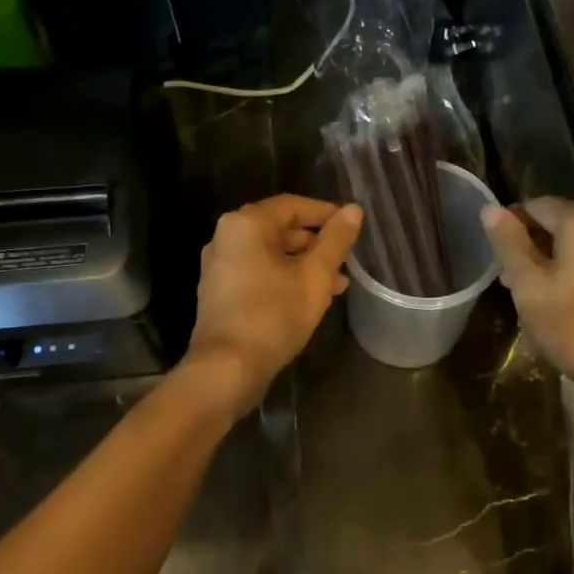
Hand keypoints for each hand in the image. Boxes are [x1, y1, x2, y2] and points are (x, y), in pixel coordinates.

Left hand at [183, 195, 362, 415]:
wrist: (227, 368)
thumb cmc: (274, 315)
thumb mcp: (315, 276)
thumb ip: (336, 241)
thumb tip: (354, 210)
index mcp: (247, 223)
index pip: (294, 205)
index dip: (326, 214)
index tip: (352, 227)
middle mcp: (226, 236)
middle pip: (280, 228)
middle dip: (316, 243)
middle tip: (346, 259)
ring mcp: (219, 265)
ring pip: (270, 253)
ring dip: (303, 263)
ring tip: (337, 284)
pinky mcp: (219, 291)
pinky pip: (257, 271)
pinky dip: (283, 277)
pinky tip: (308, 297)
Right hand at [481, 198, 573, 398]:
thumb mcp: (529, 287)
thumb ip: (509, 244)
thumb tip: (489, 209)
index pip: (536, 205)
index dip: (510, 224)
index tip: (494, 255)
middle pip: (557, 223)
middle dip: (528, 245)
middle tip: (507, 279)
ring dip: (548, 261)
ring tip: (527, 294)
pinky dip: (570, 271)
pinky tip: (557, 301)